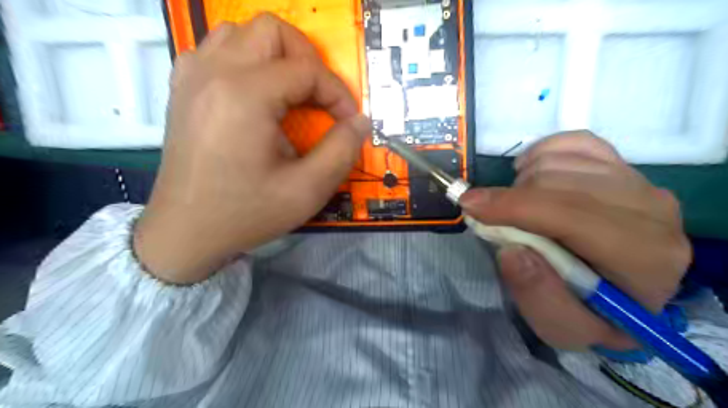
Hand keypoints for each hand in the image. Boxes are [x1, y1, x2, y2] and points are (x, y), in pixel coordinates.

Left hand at [132, 15, 369, 283]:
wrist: (185, 232)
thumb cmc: (246, 214)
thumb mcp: (307, 191)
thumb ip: (342, 151)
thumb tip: (360, 122)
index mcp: (244, 96)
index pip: (306, 70)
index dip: (338, 93)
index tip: (349, 122)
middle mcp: (213, 72)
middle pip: (272, 30)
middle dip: (308, 60)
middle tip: (320, 99)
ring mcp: (191, 76)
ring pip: (242, 32)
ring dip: (276, 56)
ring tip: (291, 93)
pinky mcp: (183, 87)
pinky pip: (218, 50)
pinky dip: (247, 61)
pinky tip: (257, 95)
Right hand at [456, 130, 689, 350]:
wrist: (623, 292)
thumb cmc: (592, 313)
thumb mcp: (563, 328)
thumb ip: (540, 299)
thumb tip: (511, 251)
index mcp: (644, 259)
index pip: (573, 215)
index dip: (515, 207)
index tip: (469, 205)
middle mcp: (652, 211)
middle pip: (562, 181)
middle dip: (511, 196)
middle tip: (490, 218)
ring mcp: (640, 182)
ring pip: (563, 159)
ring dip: (522, 180)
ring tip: (514, 207)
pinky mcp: (625, 166)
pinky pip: (575, 142)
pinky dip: (542, 152)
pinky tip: (529, 173)